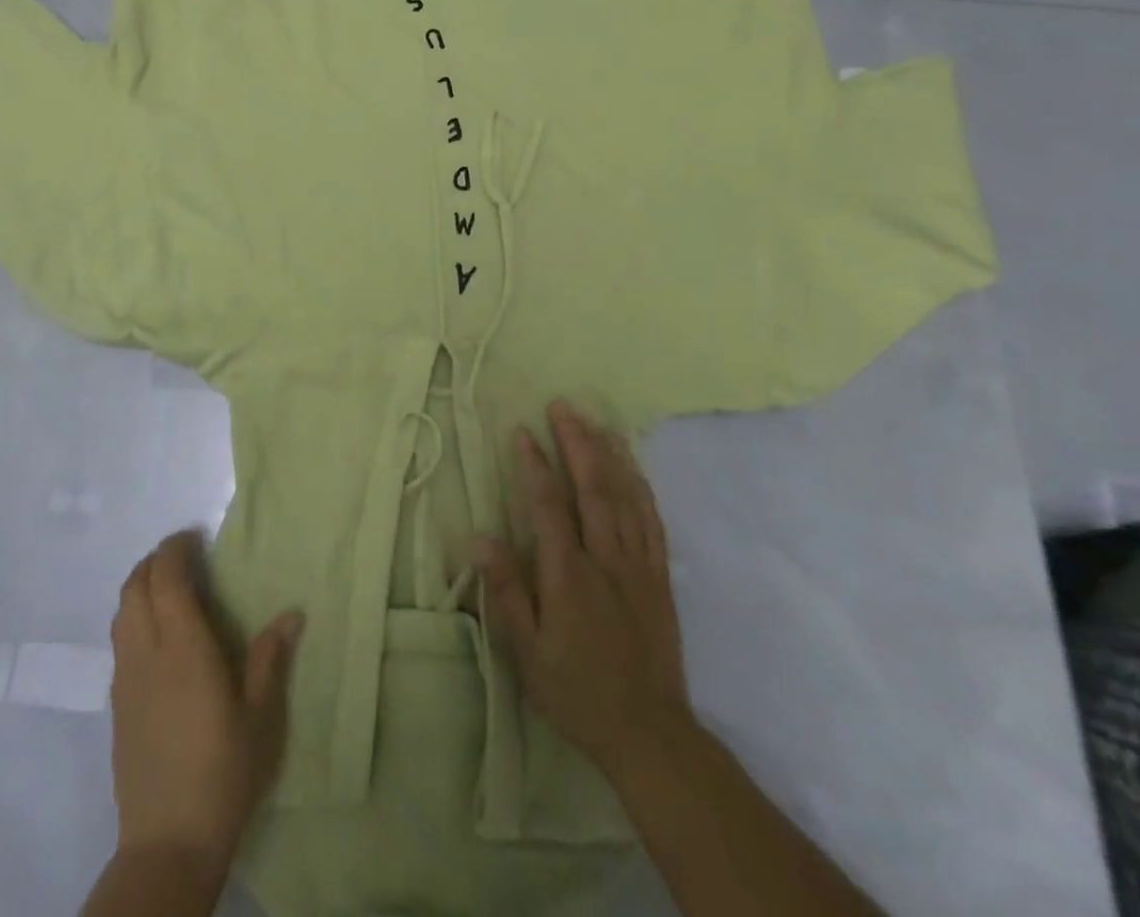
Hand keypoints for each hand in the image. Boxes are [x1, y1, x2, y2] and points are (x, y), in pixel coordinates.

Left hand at [107, 531, 303, 876]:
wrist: (169, 842)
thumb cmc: (225, 770)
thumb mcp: (262, 714)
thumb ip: (271, 657)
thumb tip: (292, 612)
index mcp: (183, 645)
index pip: (165, 576)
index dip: (175, 548)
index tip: (195, 537)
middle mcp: (147, 651)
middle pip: (135, 585)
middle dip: (156, 560)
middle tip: (185, 556)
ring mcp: (126, 677)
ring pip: (121, 610)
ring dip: (141, 585)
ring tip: (170, 588)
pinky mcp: (116, 702)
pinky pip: (119, 638)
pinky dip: (134, 615)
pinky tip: (158, 635)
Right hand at [474, 401, 691, 781]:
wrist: (650, 733)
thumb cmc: (577, 691)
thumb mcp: (528, 653)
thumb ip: (505, 593)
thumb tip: (480, 539)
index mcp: (569, 575)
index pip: (548, 506)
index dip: (535, 465)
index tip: (522, 431)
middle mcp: (606, 559)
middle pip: (592, 488)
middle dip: (576, 442)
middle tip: (562, 406)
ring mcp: (638, 565)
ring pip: (625, 497)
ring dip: (609, 455)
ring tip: (596, 421)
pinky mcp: (660, 577)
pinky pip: (652, 521)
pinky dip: (641, 487)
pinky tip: (633, 467)